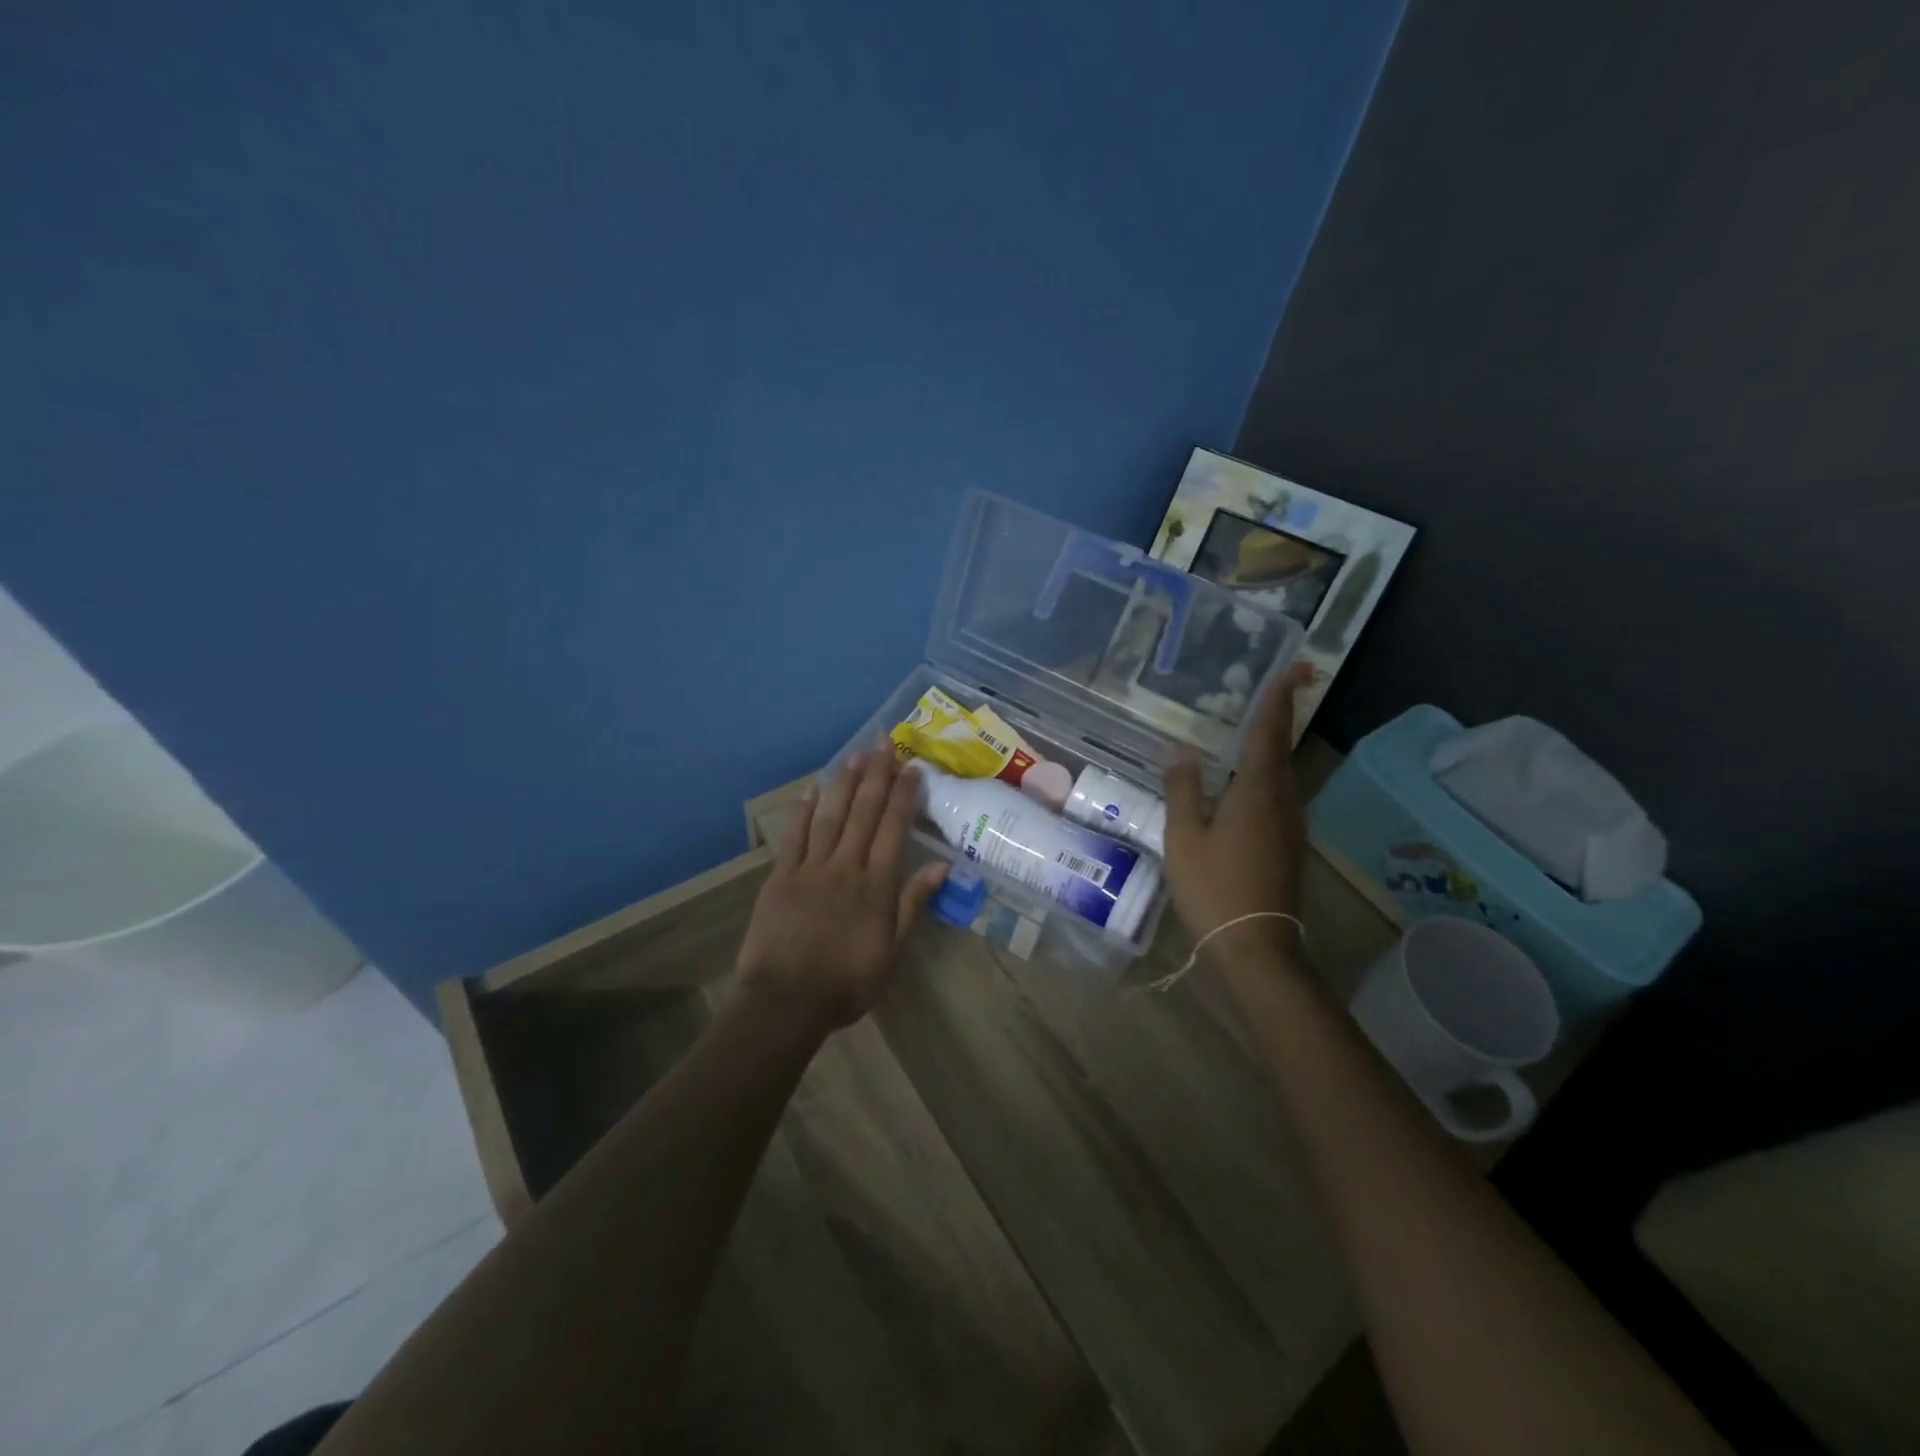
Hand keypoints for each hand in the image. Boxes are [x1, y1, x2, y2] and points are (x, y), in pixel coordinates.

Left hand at [735, 748, 948, 1029]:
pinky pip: (795, 836)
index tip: (911, 768)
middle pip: (864, 813)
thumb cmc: (846, 983)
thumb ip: (912, 905)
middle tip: (884, 744)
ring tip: (856, 756)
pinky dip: (803, 811)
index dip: (903, 796)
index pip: (894, 829)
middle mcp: (846, 866)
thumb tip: (941, 867)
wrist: (786, 1001)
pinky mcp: (781, 876)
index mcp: (876, 885)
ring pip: (831, 816)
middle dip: (876, 776)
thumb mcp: (891, 951)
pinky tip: (812, 789)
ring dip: (845, 784)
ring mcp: (811, 868)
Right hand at [1162, 661, 1314, 957]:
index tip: (1298, 665)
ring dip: (1273, 744)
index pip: (1269, 732)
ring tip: (1255, 725)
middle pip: (1282, 747)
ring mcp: (1290, 824)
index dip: (1280, 697)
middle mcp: (1282, 800)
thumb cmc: (1214, 886)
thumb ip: (1183, 789)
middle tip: (1281, 683)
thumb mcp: (1185, 836)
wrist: (1255, 945)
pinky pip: (1279, 794)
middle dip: (1281, 714)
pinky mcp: (1288, 843)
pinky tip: (1246, 780)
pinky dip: (1267, 773)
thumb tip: (1180, 750)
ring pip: (1283, 772)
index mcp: (1257, 791)